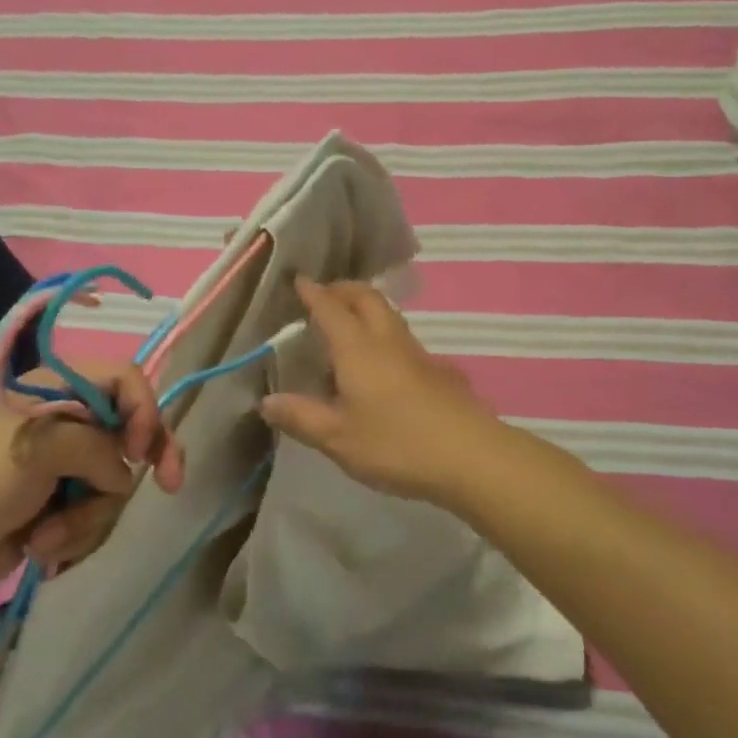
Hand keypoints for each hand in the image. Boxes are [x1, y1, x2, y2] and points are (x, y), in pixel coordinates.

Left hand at [0, 361, 182, 607]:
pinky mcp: (55, 509)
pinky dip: (73, 534)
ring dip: (88, 515)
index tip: (143, 448)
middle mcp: (66, 424)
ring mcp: (61, 469)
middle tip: (171, 485)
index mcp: (58, 391)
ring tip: (46, 535)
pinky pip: (93, 517)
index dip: (145, 407)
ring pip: (113, 484)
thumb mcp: (38, 448)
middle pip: (130, 433)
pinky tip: (40, 548)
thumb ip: (97, 449)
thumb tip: (123, 474)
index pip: (124, 380)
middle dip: (140, 464)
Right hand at [258, 277, 513, 506]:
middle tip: (323, 296)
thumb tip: (266, 401)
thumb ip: (301, 417)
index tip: (299, 280)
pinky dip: (381, 332)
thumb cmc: (397, 444)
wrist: (471, 457)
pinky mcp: (435, 371)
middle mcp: (387, 340)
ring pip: (387, 314)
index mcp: (357, 348)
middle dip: (342, 289)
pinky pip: (400, 336)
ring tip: (345, 326)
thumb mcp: (338, 438)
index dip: (313, 292)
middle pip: (366, 297)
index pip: (330, 308)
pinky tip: (376, 363)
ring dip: (364, 308)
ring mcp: (416, 353)